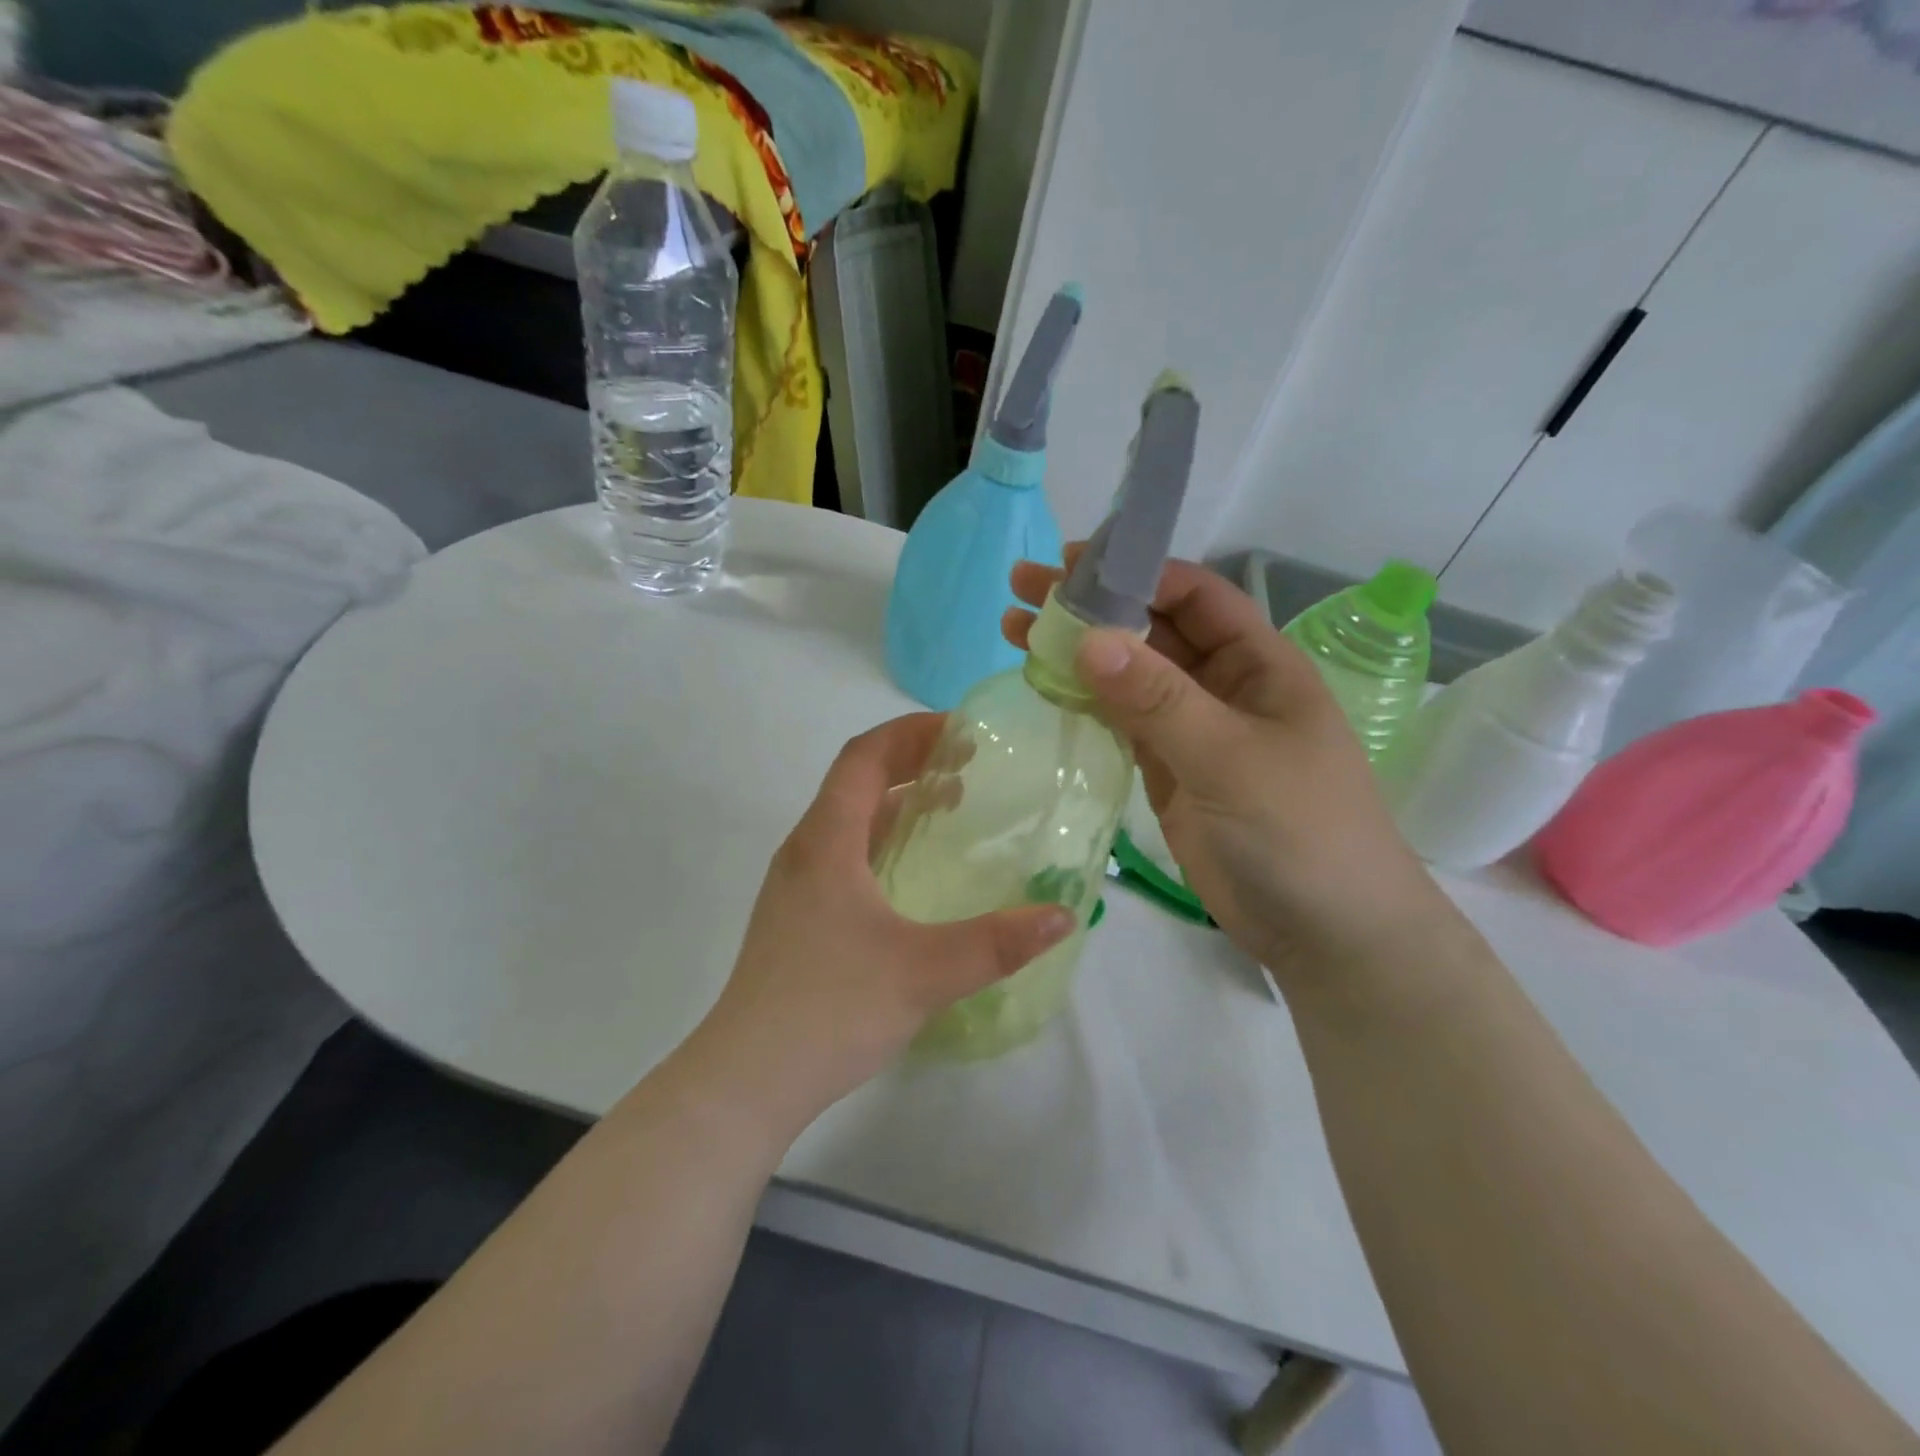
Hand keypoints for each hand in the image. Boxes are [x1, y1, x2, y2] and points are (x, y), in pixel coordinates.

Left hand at [691, 715, 1073, 1133]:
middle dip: (910, 762)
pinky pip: (842, 854)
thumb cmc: (830, 1009)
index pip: (863, 756)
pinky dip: (882, 840)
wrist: (746, 1079)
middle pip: (855, 781)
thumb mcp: (924, 972)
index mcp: (826, 841)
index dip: (911, 732)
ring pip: (847, 820)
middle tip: (968, 767)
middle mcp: (804, 850)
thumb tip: (1062, 914)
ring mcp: (795, 885)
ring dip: (895, 802)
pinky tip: (912, 874)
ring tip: (948, 808)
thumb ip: (996, 942)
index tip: (962, 732)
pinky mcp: (796, 917)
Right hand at [1004, 553, 1450, 991]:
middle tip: (1022, 589)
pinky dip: (1084, 700)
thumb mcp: (1230, 758)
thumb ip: (1158, 699)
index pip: (1194, 596)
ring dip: (1077, 652)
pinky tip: (1043, 685)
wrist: (1325, 932)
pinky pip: (1121, 720)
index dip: (1136, 572)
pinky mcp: (1168, 768)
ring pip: (1128, 675)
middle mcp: (1223, 685)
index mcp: (1258, 663)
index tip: (1070, 566)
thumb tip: (1087, 638)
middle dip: (1092, 606)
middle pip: (1152, 629)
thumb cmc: (1298, 831)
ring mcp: (1192, 729)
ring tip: (1014, 632)